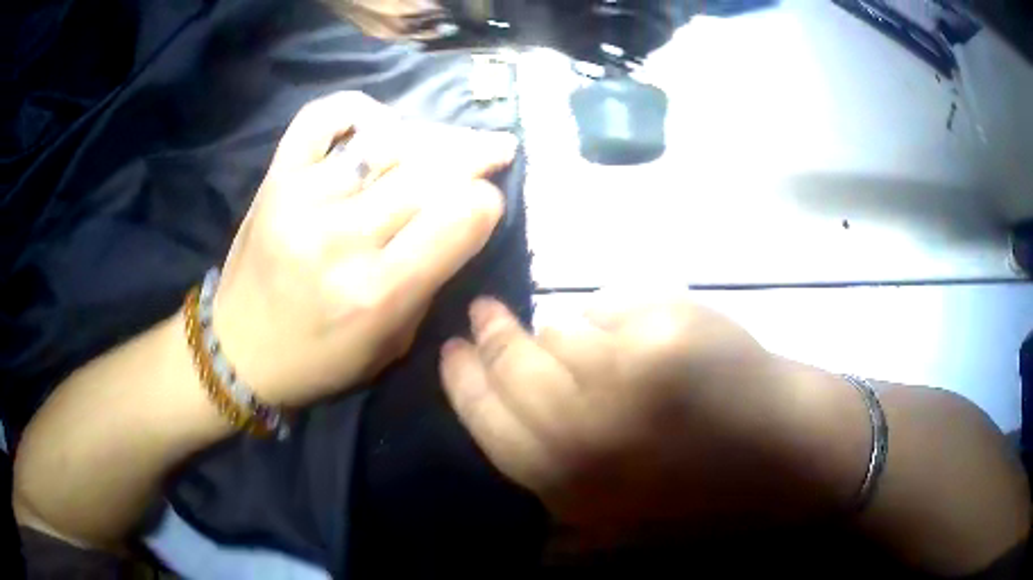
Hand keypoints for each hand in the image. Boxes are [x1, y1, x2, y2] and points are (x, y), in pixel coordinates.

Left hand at [212, 92, 517, 406]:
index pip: (460, 218)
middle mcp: (343, 237)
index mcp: (379, 292)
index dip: (488, 203)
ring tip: (447, 140)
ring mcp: (303, 198)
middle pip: (432, 171)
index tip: (488, 203)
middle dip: (477, 156)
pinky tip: (376, 126)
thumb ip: (429, 284)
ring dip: (430, 136)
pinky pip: (321, 118)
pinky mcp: (276, 178)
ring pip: (387, 141)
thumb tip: (461, 222)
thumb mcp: (390, 345)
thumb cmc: (319, 360)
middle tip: (496, 149)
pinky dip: (356, 109)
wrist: (238, 352)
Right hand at [440, 292, 870, 543]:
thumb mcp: (618, 529)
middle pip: (511, 363)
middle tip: (483, 314)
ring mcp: (628, 374)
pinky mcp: (667, 332)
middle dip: (490, 336)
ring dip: (560, 333)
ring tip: (569, 336)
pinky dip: (613, 318)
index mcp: (567, 481)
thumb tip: (516, 460)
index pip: (484, 415)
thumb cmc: (705, 499)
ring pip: (560, 330)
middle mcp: (584, 430)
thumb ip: (559, 513)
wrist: (787, 457)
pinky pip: (612, 309)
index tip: (452, 349)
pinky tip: (632, 333)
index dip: (462, 377)